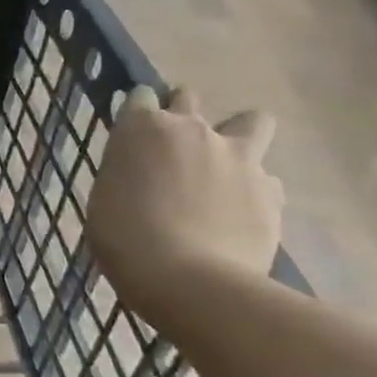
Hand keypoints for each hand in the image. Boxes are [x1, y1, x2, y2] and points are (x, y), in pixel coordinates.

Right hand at [86, 85, 283, 311]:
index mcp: (142, 128)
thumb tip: (142, 175)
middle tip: (173, 148)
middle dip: (181, 113)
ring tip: (227, 167)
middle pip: (188, 97)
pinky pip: (268, 178)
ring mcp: (238, 156)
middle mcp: (192, 129)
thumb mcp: (105, 198)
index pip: (140, 96)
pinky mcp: (271, 189)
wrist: (188, 280)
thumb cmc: (124, 239)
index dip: (138, 113)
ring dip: (239, 135)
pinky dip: (256, 190)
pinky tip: (242, 214)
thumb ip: (127, 174)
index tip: (134, 134)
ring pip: (252, 120)